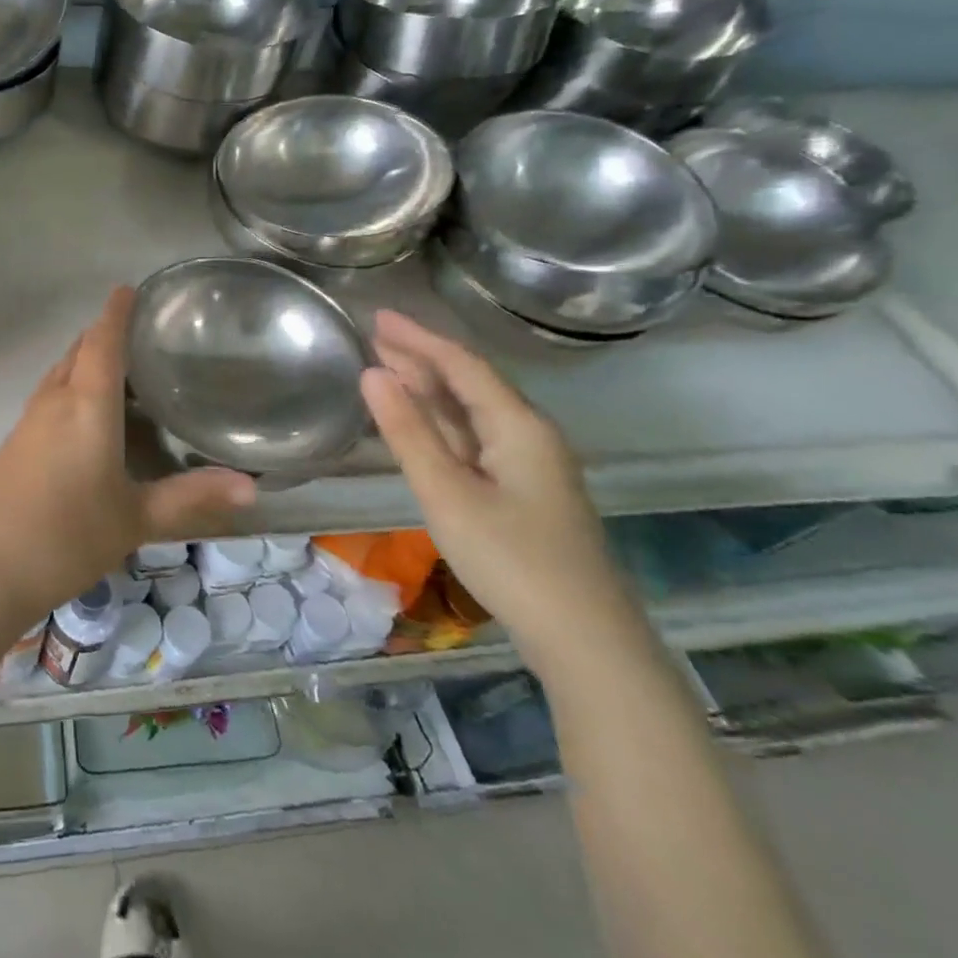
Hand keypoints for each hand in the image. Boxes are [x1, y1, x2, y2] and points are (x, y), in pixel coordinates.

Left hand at [0, 286, 256, 620]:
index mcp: (86, 404)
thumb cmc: (66, 536)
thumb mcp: (135, 519)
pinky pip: (49, 398)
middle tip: (143, 338)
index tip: (131, 289)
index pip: (102, 340)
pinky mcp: (14, 443)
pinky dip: (72, 389)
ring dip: (86, 361)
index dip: (117, 311)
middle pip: (79, 350)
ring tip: (123, 373)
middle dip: (105, 335)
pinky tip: (90, 419)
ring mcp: (29, 421)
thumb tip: (253, 488)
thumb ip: (191, 498)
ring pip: (61, 373)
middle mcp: (54, 400)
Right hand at [361, 310, 640, 671]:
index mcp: (518, 425)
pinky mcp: (524, 491)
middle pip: (470, 382)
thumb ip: (408, 432)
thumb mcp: (447, 493)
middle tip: (373, 336)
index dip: (418, 338)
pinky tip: (420, 422)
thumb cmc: (512, 560)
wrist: (586, 641)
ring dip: (430, 388)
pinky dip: (441, 421)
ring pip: (472, 411)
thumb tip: (372, 374)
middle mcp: (529, 434)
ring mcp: (529, 464)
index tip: (377, 316)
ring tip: (386, 367)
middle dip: (421, 357)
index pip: (462, 364)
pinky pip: (476, 438)